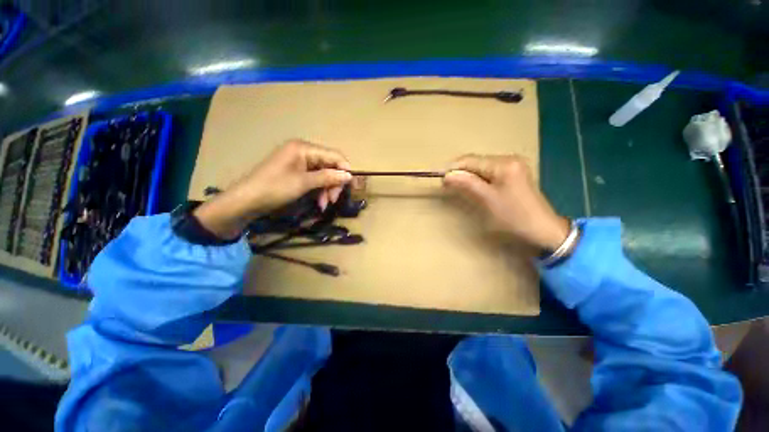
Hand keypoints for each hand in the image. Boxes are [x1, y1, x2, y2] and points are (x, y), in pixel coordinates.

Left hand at [194, 140, 351, 238]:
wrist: (247, 200)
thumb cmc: (275, 188)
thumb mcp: (304, 183)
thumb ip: (328, 177)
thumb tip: (349, 175)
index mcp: (304, 148)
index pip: (334, 155)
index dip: (345, 169)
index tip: (351, 186)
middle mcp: (303, 151)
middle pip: (329, 165)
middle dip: (334, 183)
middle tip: (334, 199)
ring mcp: (299, 162)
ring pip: (323, 174)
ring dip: (327, 189)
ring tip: (325, 204)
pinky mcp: (296, 172)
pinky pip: (314, 179)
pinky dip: (319, 190)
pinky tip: (319, 203)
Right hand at [443, 154, 569, 250]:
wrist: (543, 229)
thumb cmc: (514, 216)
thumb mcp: (488, 200)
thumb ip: (467, 184)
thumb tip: (447, 175)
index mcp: (504, 163)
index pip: (471, 160)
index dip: (454, 168)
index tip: (441, 180)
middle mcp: (509, 159)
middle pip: (476, 161)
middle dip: (461, 172)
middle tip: (448, 186)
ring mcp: (513, 165)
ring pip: (481, 166)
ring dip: (468, 176)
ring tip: (457, 187)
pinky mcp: (513, 173)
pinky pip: (489, 172)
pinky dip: (478, 178)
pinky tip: (473, 187)